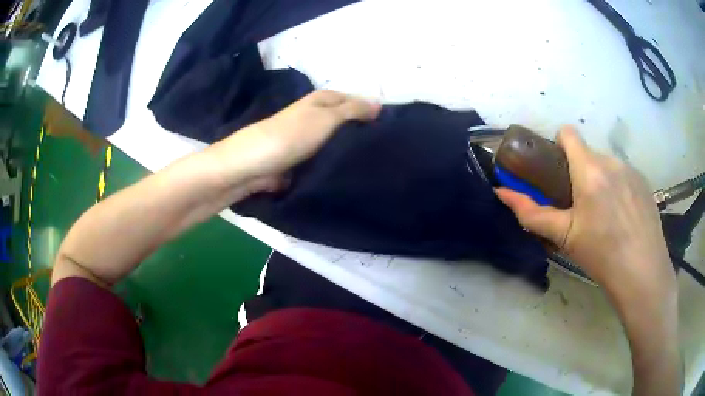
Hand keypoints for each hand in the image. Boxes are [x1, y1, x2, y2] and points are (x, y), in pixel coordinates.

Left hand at [210, 90, 380, 191]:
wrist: (253, 165)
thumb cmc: (292, 135)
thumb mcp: (327, 117)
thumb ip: (354, 111)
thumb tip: (380, 105)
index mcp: (322, 101)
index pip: (355, 101)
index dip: (372, 111)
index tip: (392, 128)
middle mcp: (317, 117)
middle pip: (347, 122)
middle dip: (364, 132)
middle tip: (389, 148)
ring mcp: (310, 140)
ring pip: (338, 143)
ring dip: (352, 150)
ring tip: (378, 162)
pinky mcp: (304, 160)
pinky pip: (327, 160)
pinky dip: (338, 165)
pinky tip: (355, 173)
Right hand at [495, 126, 675, 298]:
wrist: (642, 271)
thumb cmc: (601, 254)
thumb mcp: (564, 236)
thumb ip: (532, 213)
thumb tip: (502, 193)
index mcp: (589, 169)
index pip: (568, 133)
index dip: (559, 145)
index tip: (559, 171)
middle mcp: (611, 161)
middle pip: (588, 154)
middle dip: (581, 172)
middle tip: (583, 207)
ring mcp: (631, 170)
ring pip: (607, 166)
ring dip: (601, 181)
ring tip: (607, 216)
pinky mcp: (644, 182)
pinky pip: (624, 176)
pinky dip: (619, 188)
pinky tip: (624, 217)